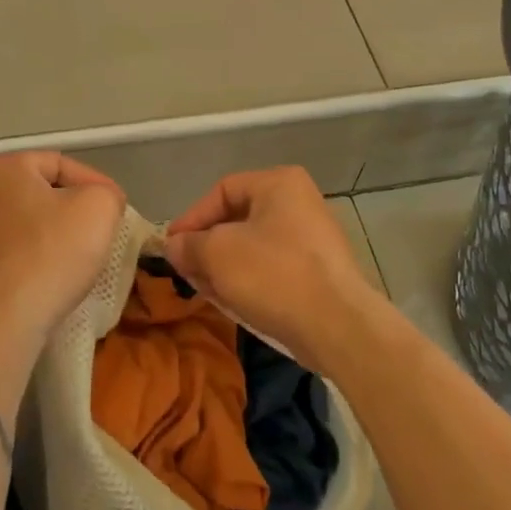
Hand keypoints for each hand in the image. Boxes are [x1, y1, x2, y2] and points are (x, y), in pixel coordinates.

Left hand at [0, 151, 125, 341]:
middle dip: (72, 208)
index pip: (61, 164)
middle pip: (41, 192)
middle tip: (100, 229)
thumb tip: (102, 201)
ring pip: (26, 222)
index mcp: (4, 167)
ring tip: (80, 255)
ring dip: (53, 234)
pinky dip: (34, 257)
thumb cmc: (52, 253)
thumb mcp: (99, 207)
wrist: (5, 321)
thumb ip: (106, 192)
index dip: (95, 184)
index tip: (116, 210)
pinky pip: (12, 250)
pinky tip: (52, 276)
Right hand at [164, 166, 374, 372]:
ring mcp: (313, 238)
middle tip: (187, 272)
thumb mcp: (218, 254)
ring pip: (254, 246)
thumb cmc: (274, 274)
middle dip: (207, 247)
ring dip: (225, 267)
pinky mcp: (319, 272)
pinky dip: (250, 280)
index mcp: (279, 183)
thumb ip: (190, 245)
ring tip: (206, 291)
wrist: (338, 326)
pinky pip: (274, 268)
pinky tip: (235, 303)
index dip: (192, 218)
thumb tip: (174, 246)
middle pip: (238, 219)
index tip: (172, 247)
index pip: (222, 191)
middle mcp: (300, 202)